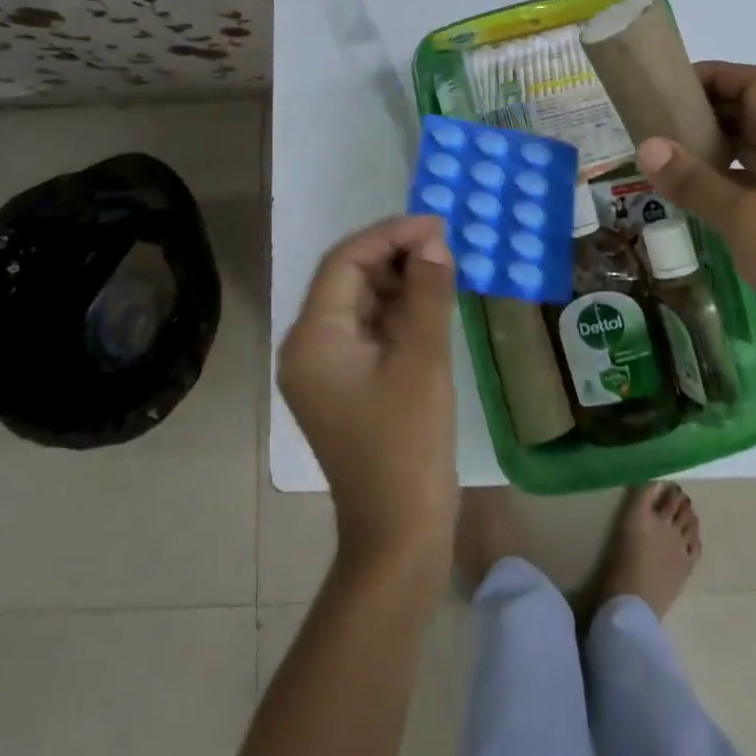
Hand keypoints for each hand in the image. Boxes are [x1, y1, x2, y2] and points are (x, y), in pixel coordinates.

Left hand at [278, 215, 459, 575]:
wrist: (399, 531)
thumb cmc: (407, 443)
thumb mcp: (422, 360)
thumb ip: (428, 294)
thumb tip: (434, 243)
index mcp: (313, 339)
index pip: (344, 263)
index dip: (390, 235)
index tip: (436, 224)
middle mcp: (310, 347)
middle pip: (350, 280)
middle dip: (396, 256)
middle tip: (446, 243)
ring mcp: (328, 368)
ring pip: (363, 303)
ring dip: (401, 281)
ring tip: (446, 266)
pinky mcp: (349, 384)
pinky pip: (372, 331)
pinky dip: (401, 311)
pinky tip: (435, 301)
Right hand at [635, 62, 755, 368]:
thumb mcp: (743, 221)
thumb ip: (694, 180)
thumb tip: (647, 145)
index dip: (715, 75)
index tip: (670, 85)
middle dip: (712, 108)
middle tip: (662, 118)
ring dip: (722, 141)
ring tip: (674, 150)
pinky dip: (736, 172)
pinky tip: (704, 190)